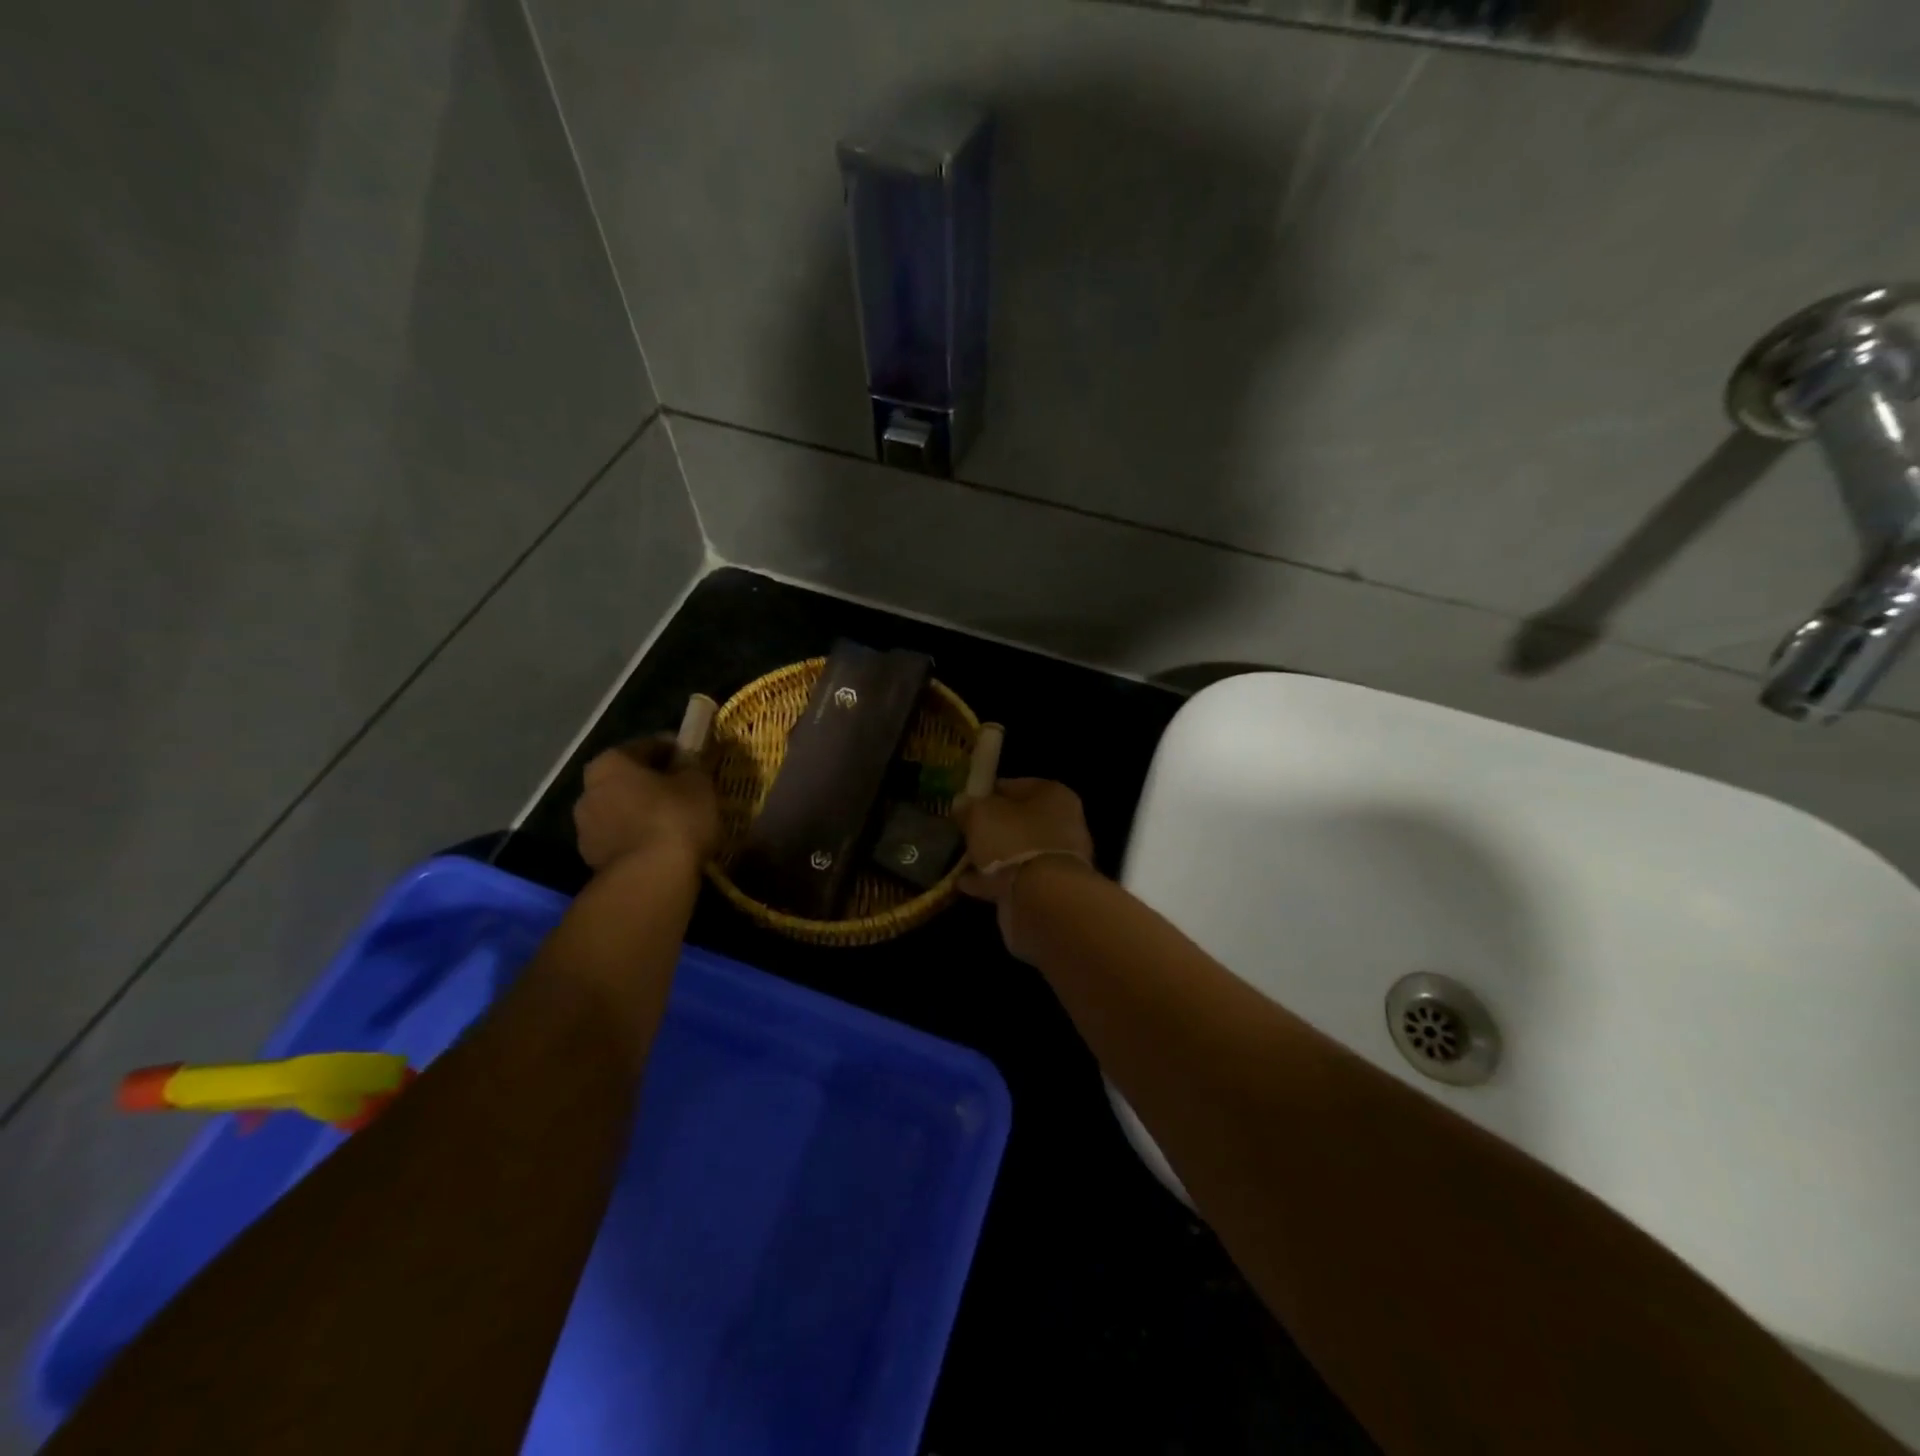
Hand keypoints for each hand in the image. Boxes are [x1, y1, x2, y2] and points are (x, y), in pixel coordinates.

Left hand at [572, 736, 721, 871]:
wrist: (650, 878)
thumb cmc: (674, 818)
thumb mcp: (697, 783)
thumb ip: (690, 766)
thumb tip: (684, 762)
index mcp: (610, 762)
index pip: (647, 745)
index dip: (674, 750)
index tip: (694, 760)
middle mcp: (588, 790)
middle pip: (627, 779)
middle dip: (653, 782)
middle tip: (683, 790)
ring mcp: (585, 828)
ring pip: (622, 810)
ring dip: (642, 812)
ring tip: (674, 822)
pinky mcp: (592, 859)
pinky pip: (621, 838)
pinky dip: (638, 837)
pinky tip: (662, 845)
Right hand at [953, 778, 1096, 956]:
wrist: (1042, 900)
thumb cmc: (1013, 841)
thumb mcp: (980, 814)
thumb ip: (968, 806)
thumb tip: (961, 804)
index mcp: (1054, 795)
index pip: (1016, 785)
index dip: (988, 792)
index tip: (965, 803)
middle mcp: (1063, 824)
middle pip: (1018, 820)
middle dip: (991, 827)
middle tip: (963, 832)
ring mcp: (1058, 859)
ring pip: (1017, 851)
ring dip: (991, 856)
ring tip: (960, 860)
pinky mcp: (1050, 889)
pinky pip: (1015, 878)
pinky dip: (992, 880)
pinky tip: (966, 883)